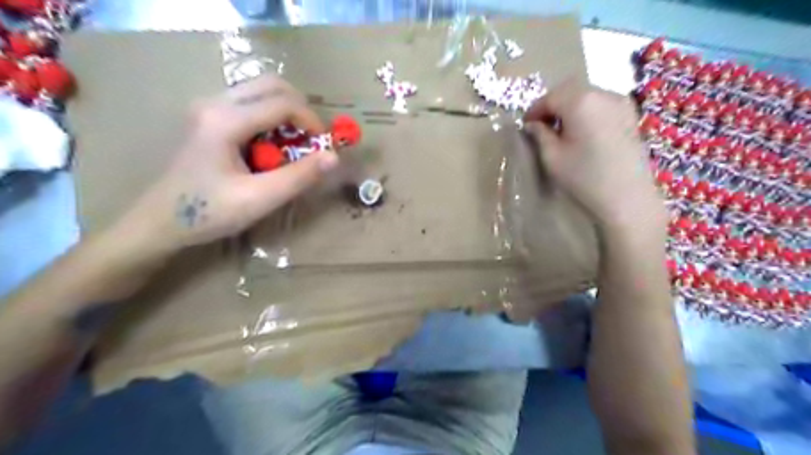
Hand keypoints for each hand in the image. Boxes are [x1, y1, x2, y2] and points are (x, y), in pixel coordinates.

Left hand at [112, 76, 335, 256]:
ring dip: (287, 112)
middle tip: (312, 140)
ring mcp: (209, 106)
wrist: (160, 221)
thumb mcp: (260, 199)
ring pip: (261, 90)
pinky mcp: (209, 116)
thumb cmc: (209, 212)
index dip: (312, 121)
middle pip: (272, 85)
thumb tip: (334, 157)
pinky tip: (272, 146)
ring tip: (295, 144)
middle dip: (301, 109)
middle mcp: (215, 102)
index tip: (324, 147)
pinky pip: (250, 103)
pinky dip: (272, 118)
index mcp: (225, 120)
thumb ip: (299, 177)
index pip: (282, 103)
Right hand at [526, 80, 664, 233]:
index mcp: (580, 102)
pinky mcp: (630, 115)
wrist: (627, 198)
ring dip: (569, 106)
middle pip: (569, 90)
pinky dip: (586, 110)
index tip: (525, 126)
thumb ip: (539, 135)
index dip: (534, 110)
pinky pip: (601, 103)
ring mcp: (621, 102)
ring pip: (586, 94)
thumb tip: (533, 124)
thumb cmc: (584, 178)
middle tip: (541, 126)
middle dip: (552, 105)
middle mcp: (603, 94)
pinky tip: (581, 131)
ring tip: (560, 129)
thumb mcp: (552, 157)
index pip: (549, 97)